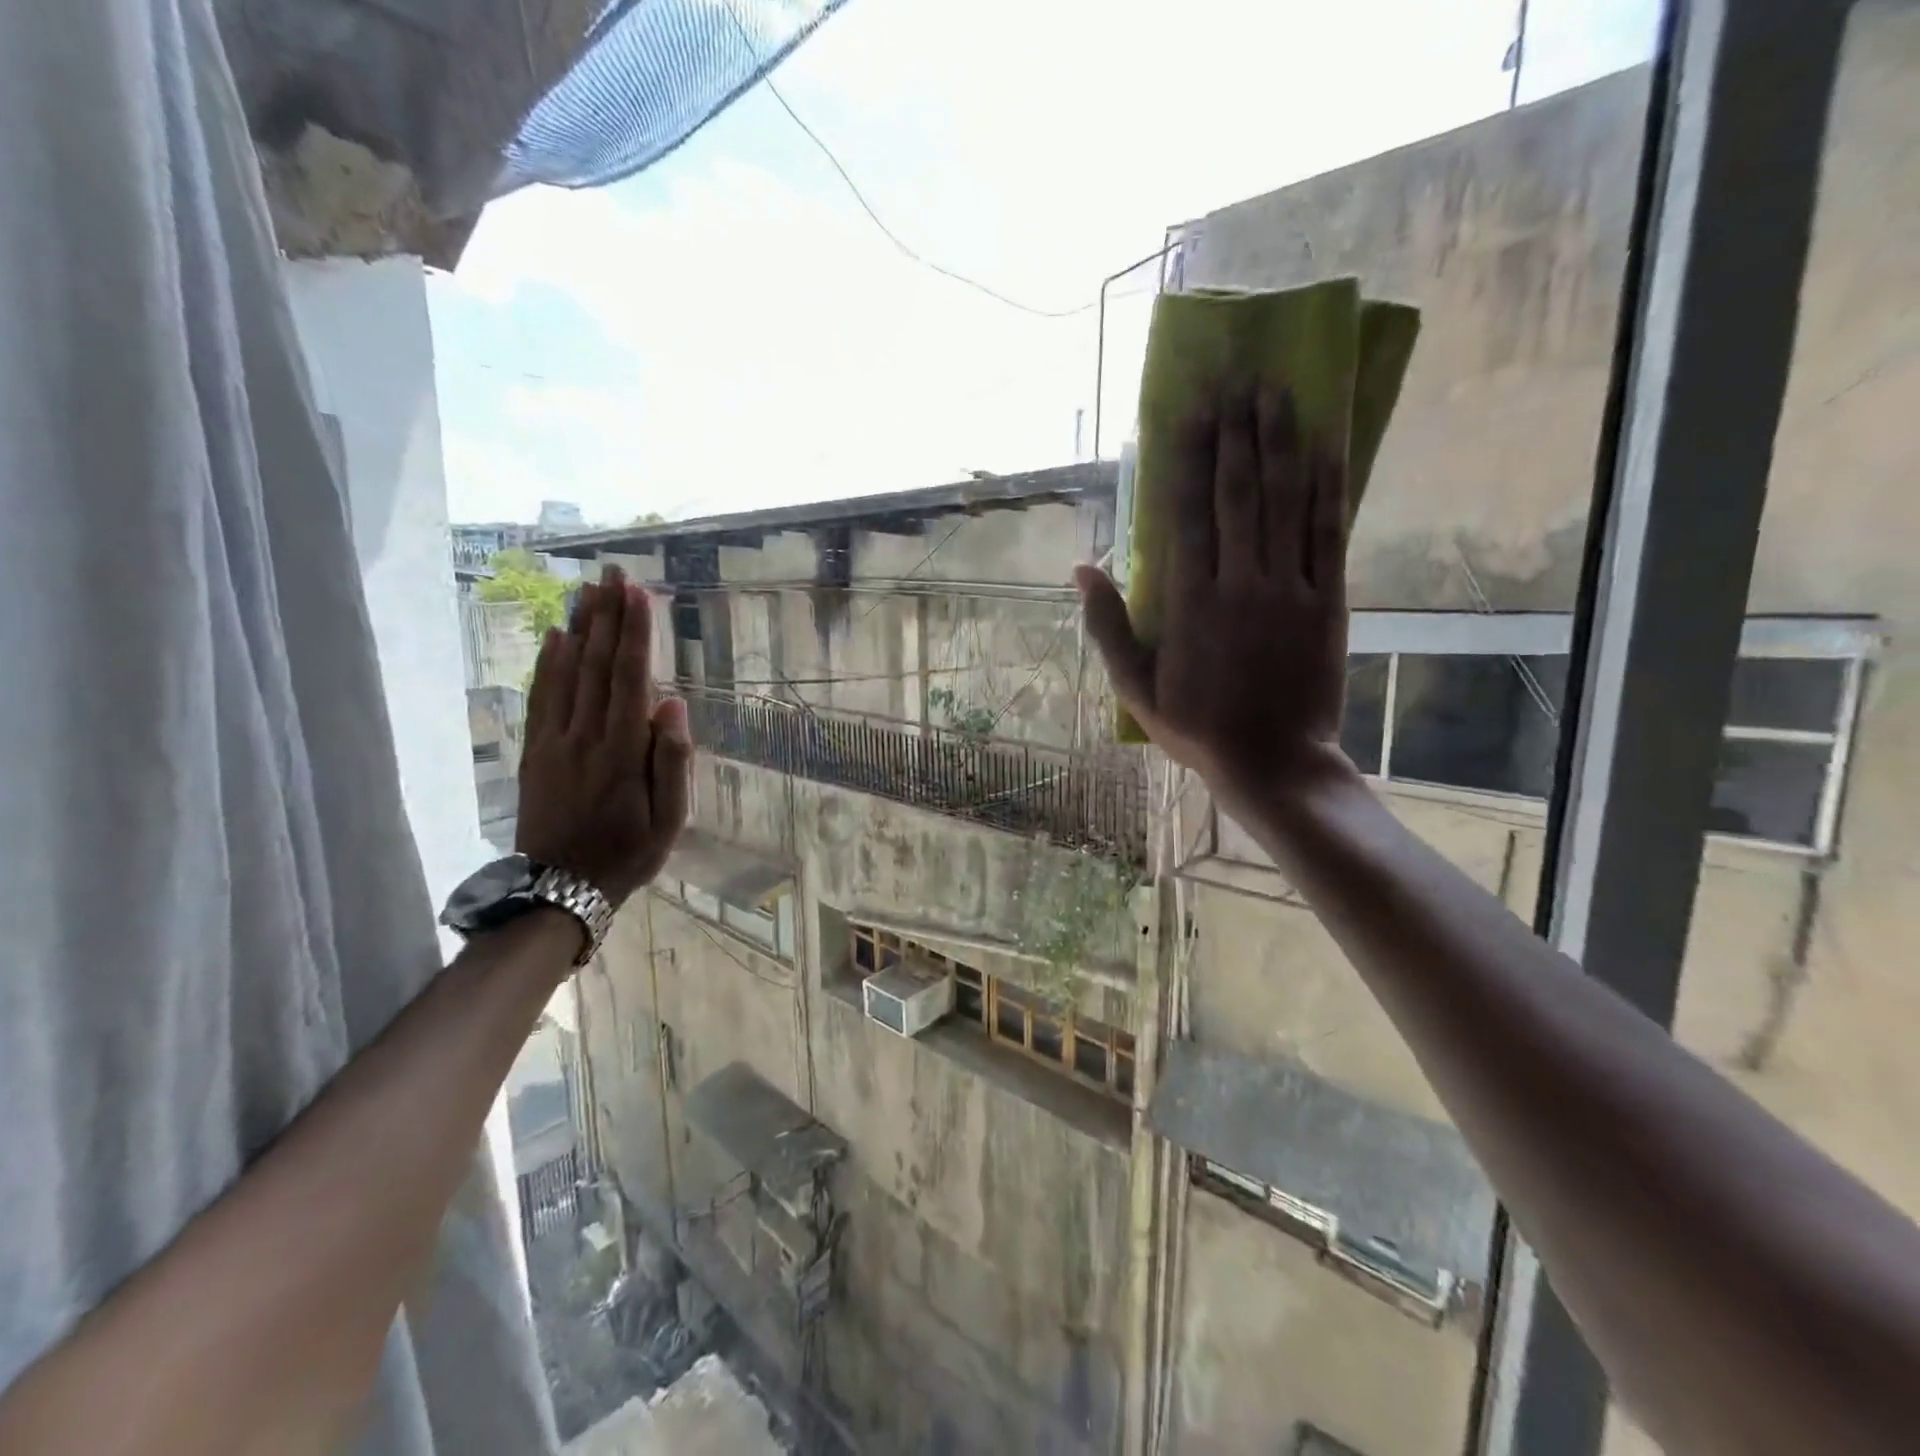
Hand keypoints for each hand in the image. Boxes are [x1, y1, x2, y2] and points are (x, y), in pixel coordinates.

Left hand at [516, 564, 691, 905]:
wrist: (560, 890)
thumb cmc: (627, 854)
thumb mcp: (668, 820)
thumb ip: (672, 761)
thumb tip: (673, 704)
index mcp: (622, 752)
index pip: (629, 679)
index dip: (634, 633)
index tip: (637, 593)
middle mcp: (584, 736)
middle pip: (595, 665)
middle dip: (606, 616)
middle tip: (612, 573)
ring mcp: (554, 743)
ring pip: (566, 674)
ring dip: (578, 628)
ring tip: (587, 590)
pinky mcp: (534, 752)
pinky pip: (540, 699)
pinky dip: (547, 664)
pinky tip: (555, 637)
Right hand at [1075, 384, 1354, 806]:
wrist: (1272, 761)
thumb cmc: (1196, 727)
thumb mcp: (1134, 686)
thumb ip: (1107, 626)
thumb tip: (1082, 569)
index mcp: (1188, 600)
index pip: (1186, 512)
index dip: (1189, 456)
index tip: (1193, 409)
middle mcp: (1237, 581)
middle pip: (1236, 491)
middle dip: (1236, 431)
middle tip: (1239, 379)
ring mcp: (1286, 587)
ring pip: (1283, 500)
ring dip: (1280, 442)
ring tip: (1278, 392)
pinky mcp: (1325, 599)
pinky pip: (1326, 533)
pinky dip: (1327, 488)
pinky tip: (1326, 447)